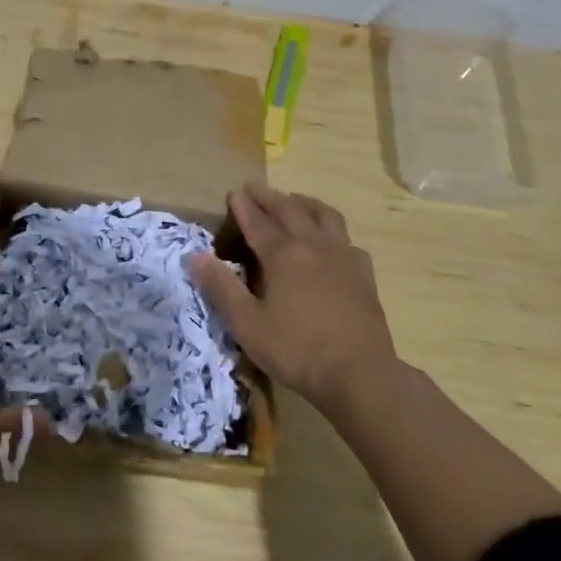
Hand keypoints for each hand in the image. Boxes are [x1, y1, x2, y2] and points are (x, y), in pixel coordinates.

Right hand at [190, 182, 399, 413]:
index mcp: (283, 255)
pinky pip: (349, 242)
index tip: (234, 192)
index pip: (258, 222)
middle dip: (269, 197)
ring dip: (305, 204)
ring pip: (325, 216)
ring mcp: (343, 258)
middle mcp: (313, 246)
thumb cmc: (296, 349)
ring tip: (294, 201)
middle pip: (290, 211)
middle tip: (255, 188)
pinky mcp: (364, 275)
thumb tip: (196, 257)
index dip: (244, 206)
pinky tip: (333, 243)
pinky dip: (334, 233)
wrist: (359, 373)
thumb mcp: (247, 323)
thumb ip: (221, 287)